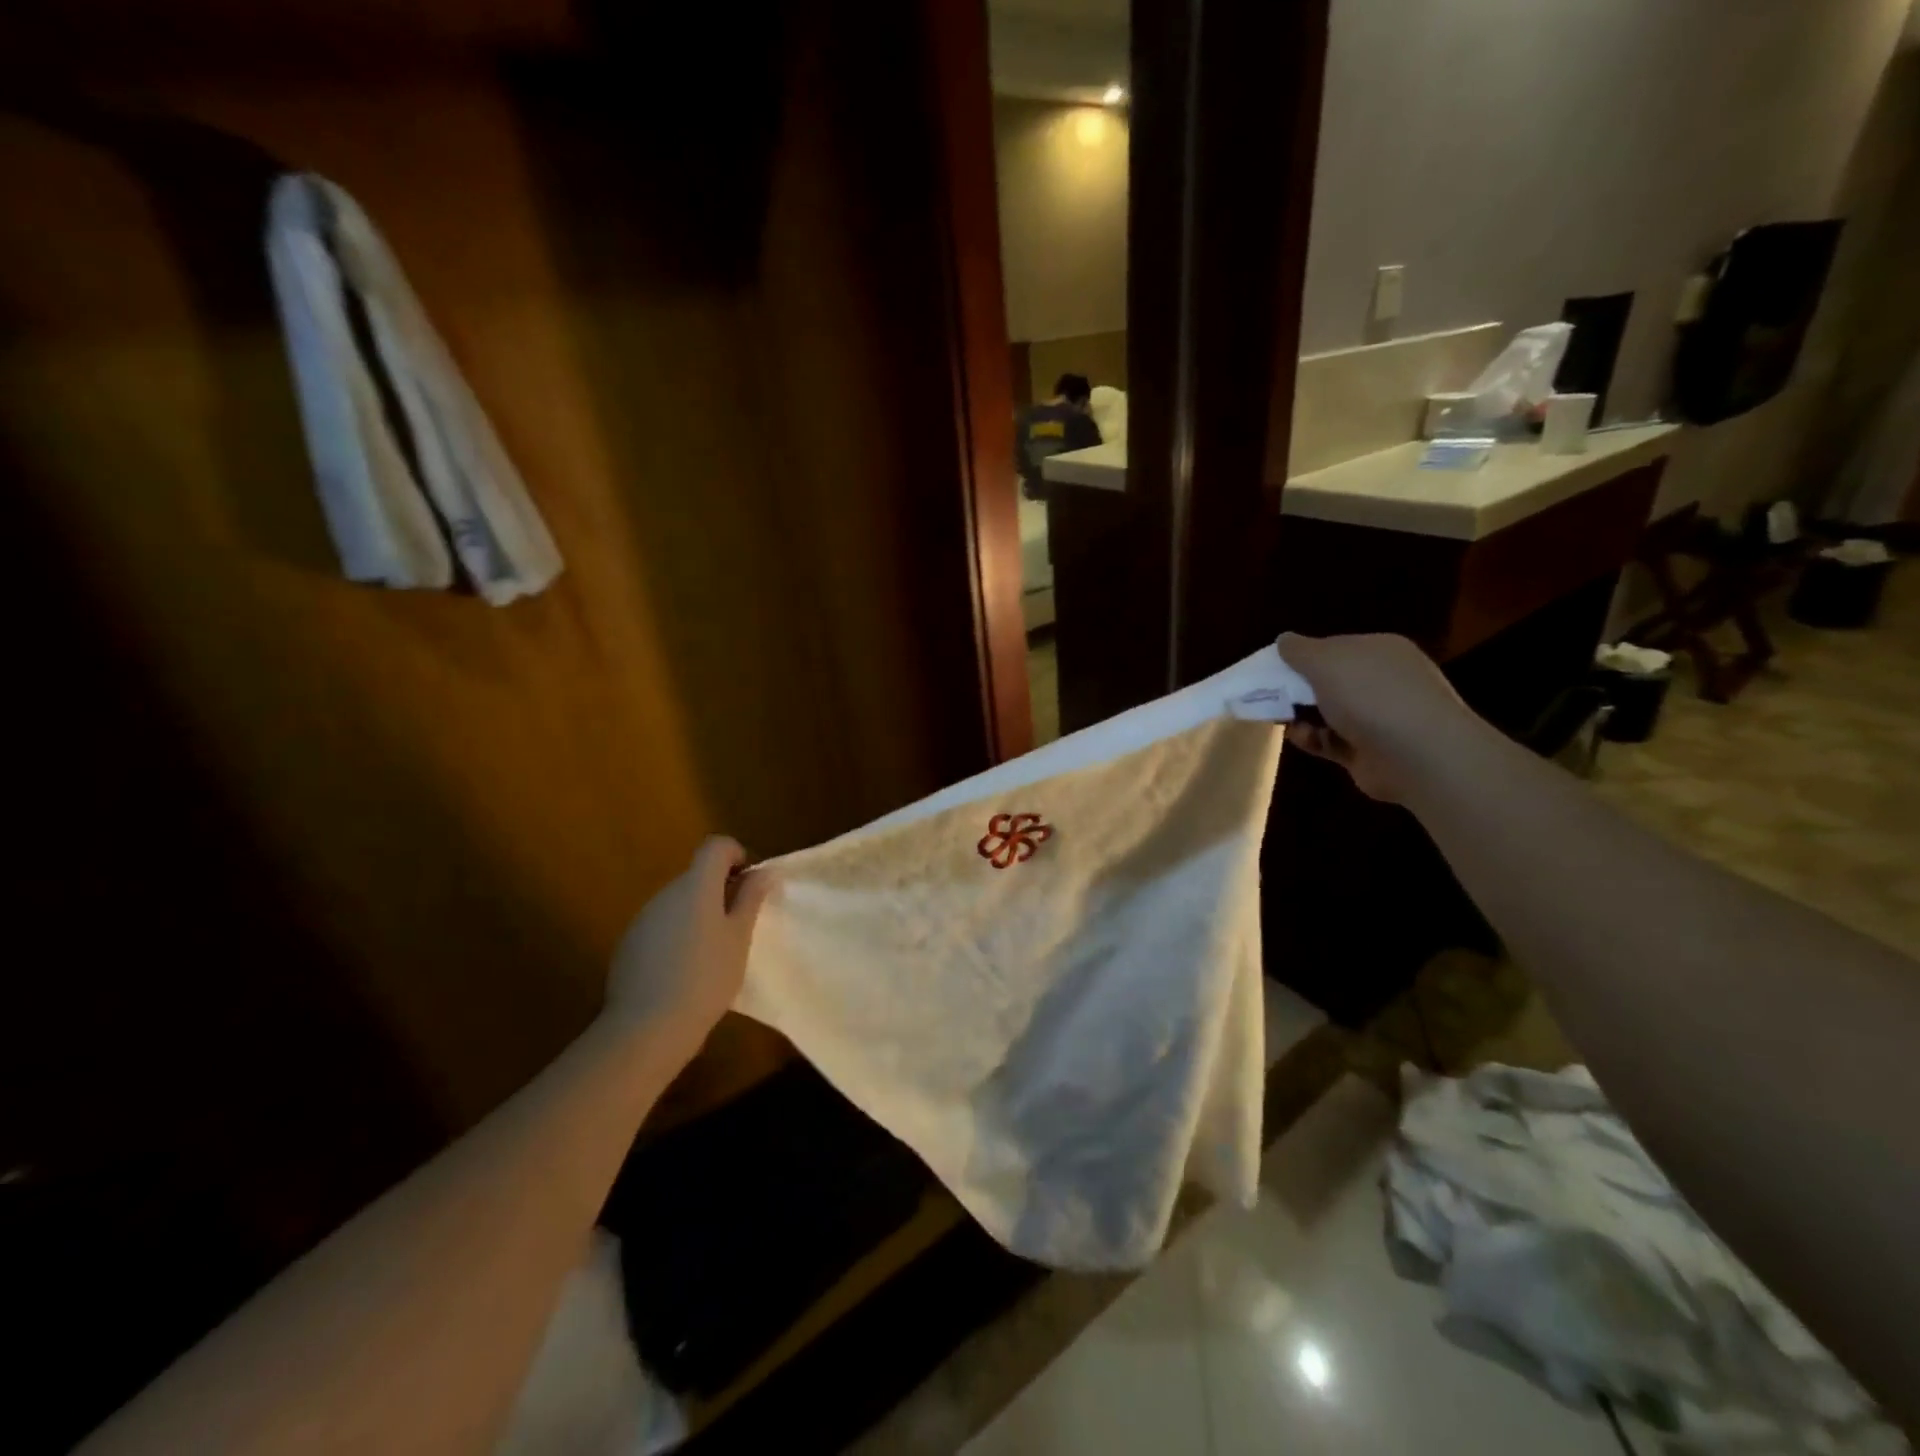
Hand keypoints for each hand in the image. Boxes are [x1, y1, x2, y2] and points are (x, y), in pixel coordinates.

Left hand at [606, 837, 771, 1052]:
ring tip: (712, 954)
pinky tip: (684, 972)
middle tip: (738, 926)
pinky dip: (677, 936)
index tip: (748, 886)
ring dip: (698, 915)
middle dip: (720, 891)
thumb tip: (764, 871)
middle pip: (697, 875)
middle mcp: (666, 893)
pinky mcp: (629, 944)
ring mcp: (644, 918)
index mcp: (696, 885)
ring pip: (679, 902)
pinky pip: (661, 926)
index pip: (716, 846)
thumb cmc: (706, 977)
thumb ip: (751, 899)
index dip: (736, 855)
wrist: (647, 1027)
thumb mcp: (739, 938)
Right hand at [1278, 633, 1479, 801]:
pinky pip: (1332, 741)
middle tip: (1269, 697)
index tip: (1273, 669)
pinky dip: (1313, 739)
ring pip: (1328, 713)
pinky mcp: (1369, 751)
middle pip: (1329, 681)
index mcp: (1379, 651)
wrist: (1417, 755)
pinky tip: (1300, 738)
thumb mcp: (1325, 661)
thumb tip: (1283, 640)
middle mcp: (1383, 681)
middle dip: (1298, 689)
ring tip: (1281, 720)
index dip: (1302, 657)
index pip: (1334, 648)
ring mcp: (1379, 718)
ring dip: (1301, 716)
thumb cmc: (1370, 695)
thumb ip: (1299, 650)